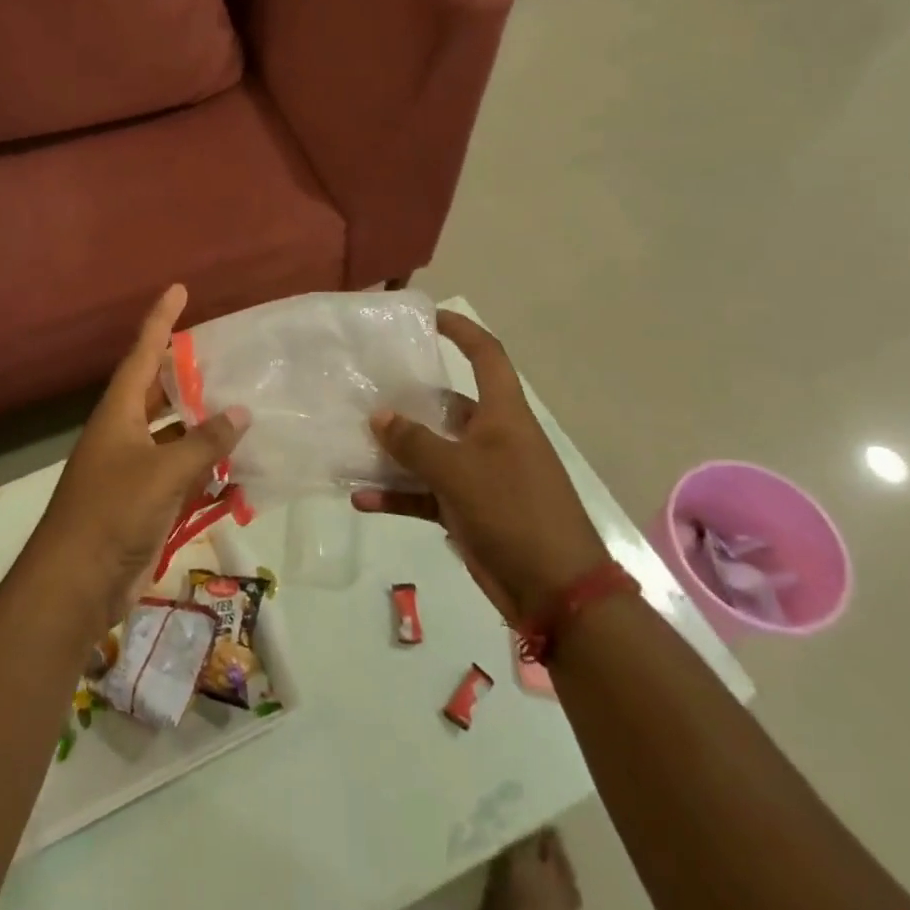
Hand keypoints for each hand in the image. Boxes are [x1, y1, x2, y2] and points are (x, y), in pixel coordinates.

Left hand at [28, 285, 248, 628]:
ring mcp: (132, 469)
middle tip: (224, 354)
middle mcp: (123, 433)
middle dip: (187, 373)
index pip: (143, 353)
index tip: (179, 289)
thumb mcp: (163, 472)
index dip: (161, 320)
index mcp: (118, 413)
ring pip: (173, 435)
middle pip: (158, 392)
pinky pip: (180, 473)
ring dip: (202, 425)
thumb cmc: (112, 514)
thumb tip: (241, 412)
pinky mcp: (142, 502)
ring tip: (242, 407)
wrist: (75, 585)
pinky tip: (238, 470)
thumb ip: (204, 442)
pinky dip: (205, 470)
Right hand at [353, 311, 607, 626]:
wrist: (556, 591)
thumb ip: (414, 442)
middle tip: (366, 390)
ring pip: (430, 452)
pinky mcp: (468, 510)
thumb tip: (379, 416)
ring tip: (353, 444)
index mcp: (503, 415)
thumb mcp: (458, 472)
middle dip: (407, 400)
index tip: (427, 318)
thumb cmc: (514, 512)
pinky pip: (426, 493)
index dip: (461, 331)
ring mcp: (480, 475)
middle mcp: (492, 437)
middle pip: (445, 405)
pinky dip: (398, 495)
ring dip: (395, 453)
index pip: (486, 356)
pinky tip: (362, 500)